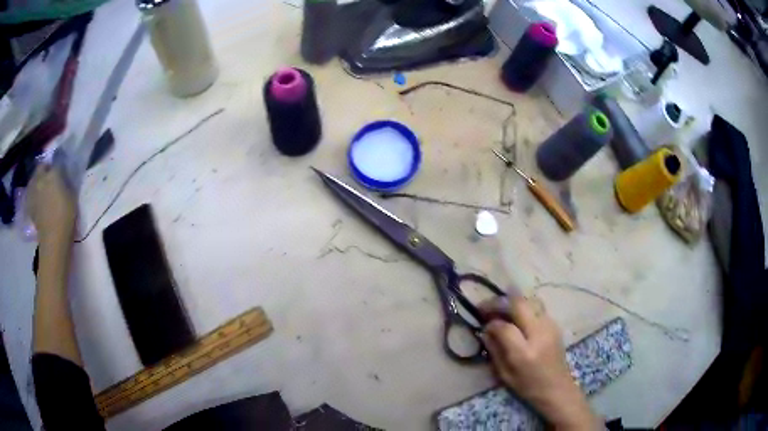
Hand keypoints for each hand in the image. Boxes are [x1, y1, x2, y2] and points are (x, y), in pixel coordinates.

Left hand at [27, 165, 76, 244]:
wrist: (53, 239)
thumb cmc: (66, 216)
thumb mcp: (71, 196)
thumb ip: (66, 182)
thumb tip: (63, 176)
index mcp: (53, 173)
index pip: (56, 162)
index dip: (58, 166)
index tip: (61, 171)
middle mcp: (41, 178)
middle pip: (41, 167)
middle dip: (44, 170)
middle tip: (49, 177)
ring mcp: (33, 191)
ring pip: (34, 179)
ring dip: (37, 181)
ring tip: (41, 188)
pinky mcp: (30, 204)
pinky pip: (30, 194)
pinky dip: (33, 194)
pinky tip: (36, 200)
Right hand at [481, 296, 599, 429]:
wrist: (557, 388)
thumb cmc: (529, 386)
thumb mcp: (505, 375)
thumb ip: (495, 351)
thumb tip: (486, 331)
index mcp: (525, 352)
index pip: (505, 327)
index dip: (491, 324)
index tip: (483, 326)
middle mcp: (539, 333)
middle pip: (519, 304)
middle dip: (499, 302)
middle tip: (485, 306)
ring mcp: (550, 326)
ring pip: (529, 301)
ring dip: (512, 301)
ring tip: (500, 308)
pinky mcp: (555, 324)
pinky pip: (536, 308)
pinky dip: (523, 307)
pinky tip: (516, 316)